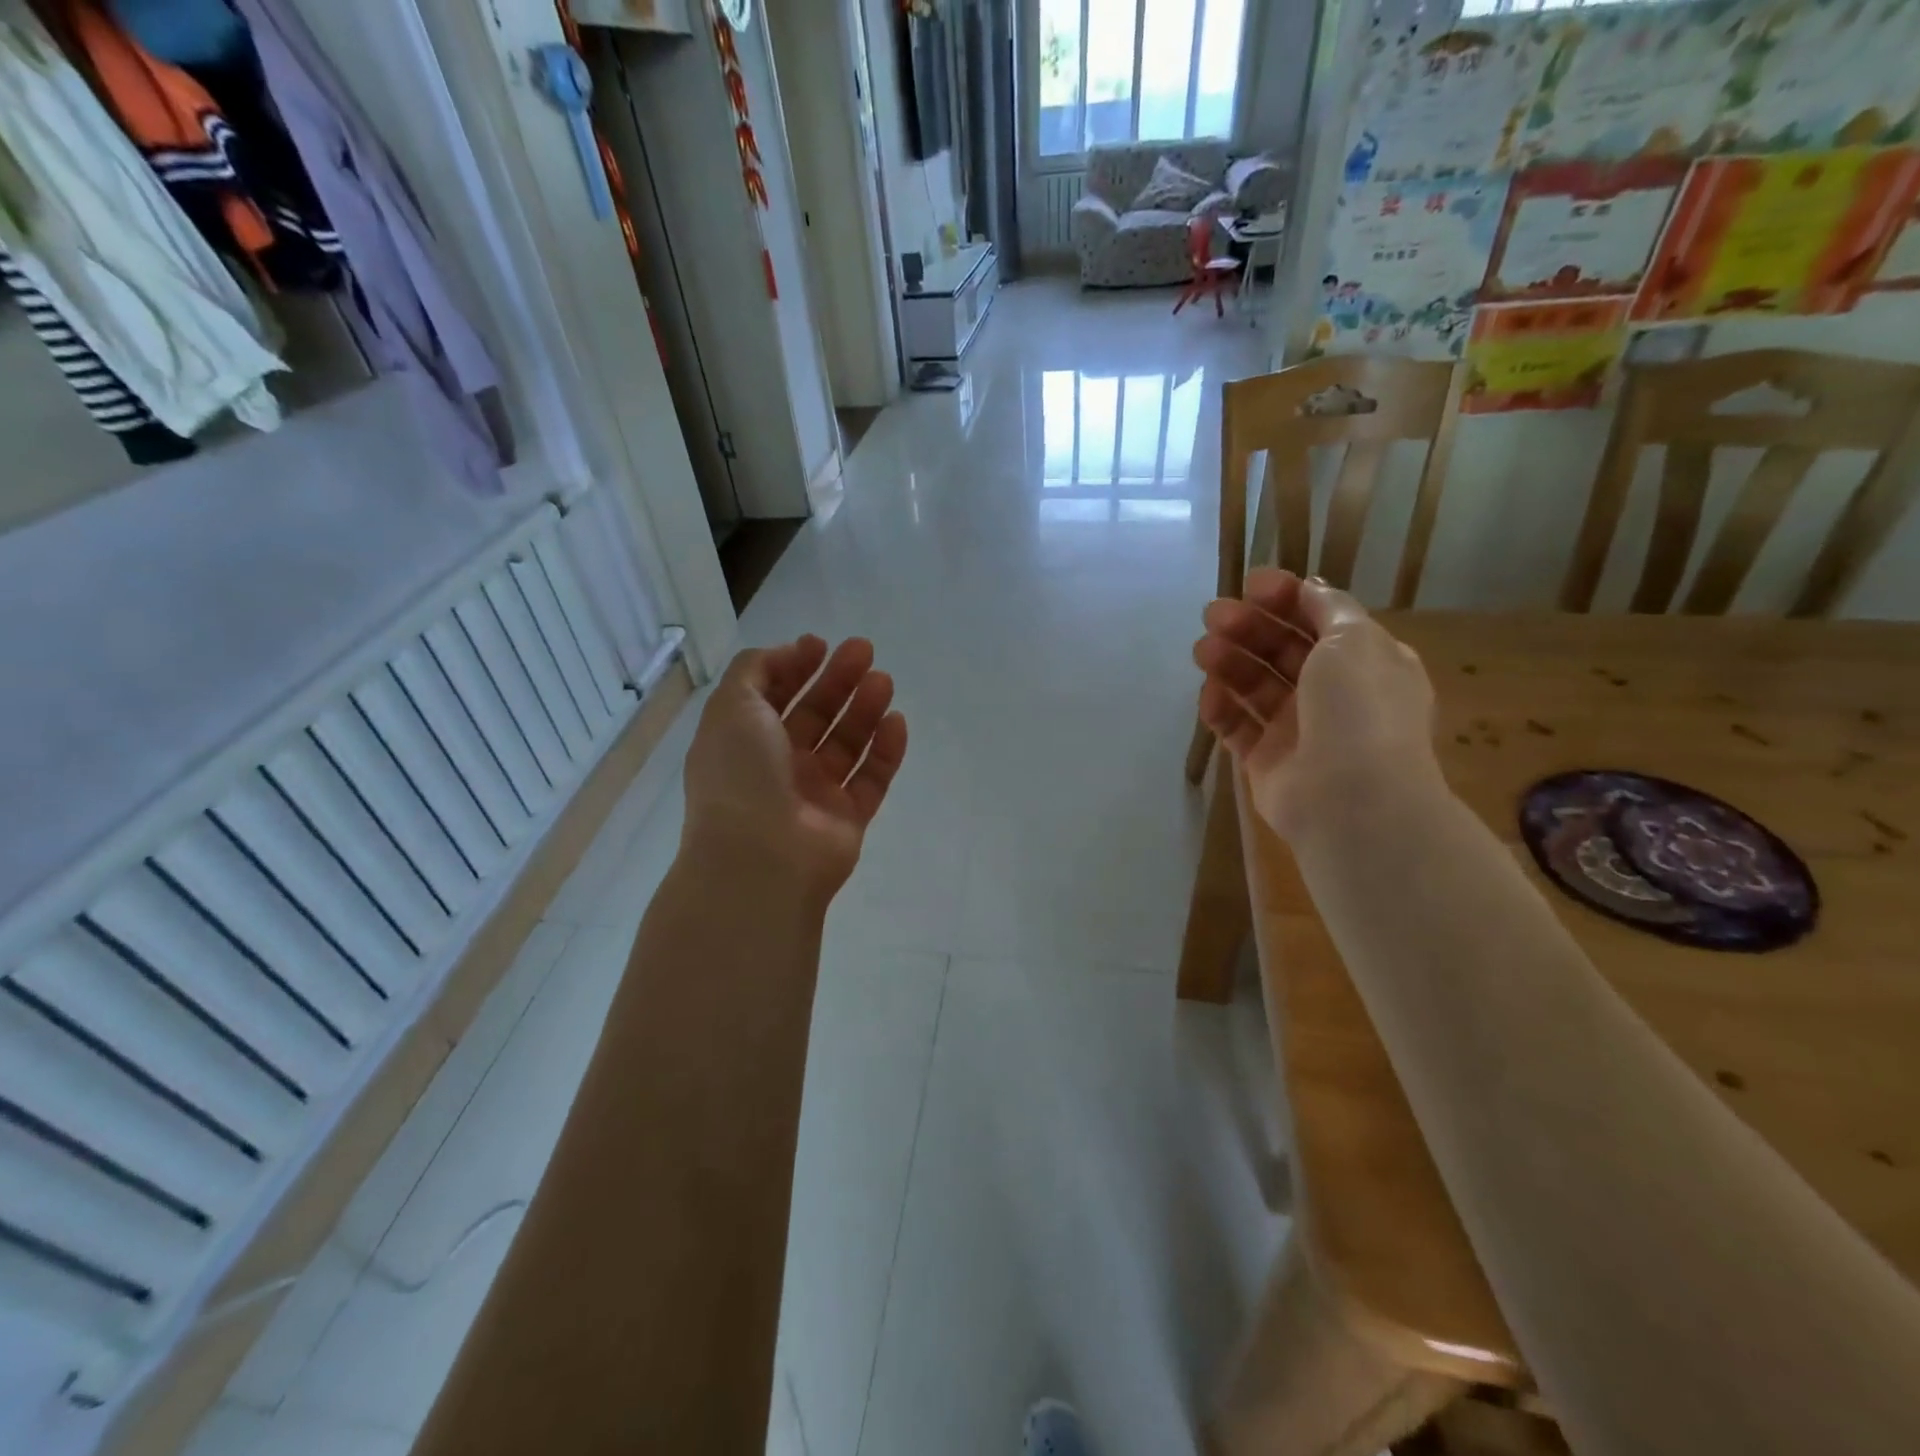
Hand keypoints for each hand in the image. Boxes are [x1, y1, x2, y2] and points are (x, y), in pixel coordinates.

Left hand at [681, 635, 908, 904]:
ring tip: (884, 680)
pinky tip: (896, 720)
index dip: (795, 667)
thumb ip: (756, 669)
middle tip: (864, 651)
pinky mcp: (848, 818)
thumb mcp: (731, 707)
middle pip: (814, 715)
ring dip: (864, 708)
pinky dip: (885, 750)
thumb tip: (789, 652)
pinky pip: (871, 778)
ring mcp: (815, 794)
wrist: (762, 860)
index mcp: (743, 741)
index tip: (821, 644)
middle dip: (837, 680)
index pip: (772, 697)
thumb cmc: (740, 776)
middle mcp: (778, 765)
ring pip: (845, 743)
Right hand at [1192, 570, 1439, 839]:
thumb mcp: (1355, 640)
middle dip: (1249, 628)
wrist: (1352, 799)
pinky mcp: (1268, 762)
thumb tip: (1309, 587)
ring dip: (1229, 663)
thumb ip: (1327, 607)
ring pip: (1256, 687)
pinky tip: (1207, 695)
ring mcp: (1299, 730)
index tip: (1250, 585)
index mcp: (1364, 662)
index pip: (1319, 620)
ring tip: (1202, 650)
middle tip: (1213, 616)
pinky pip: (1238, 728)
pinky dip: (1221, 709)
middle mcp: (1333, 694)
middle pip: (1282, 651)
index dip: (1285, 599)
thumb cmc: (1360, 709)